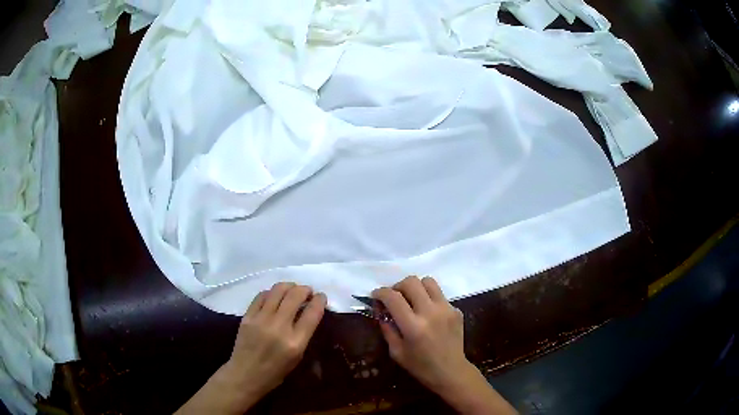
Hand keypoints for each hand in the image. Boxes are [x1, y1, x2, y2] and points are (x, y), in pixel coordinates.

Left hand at [176, 283, 326, 414]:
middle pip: (295, 296)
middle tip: (307, 291)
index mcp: (295, 342)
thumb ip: (304, 334)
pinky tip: (274, 296)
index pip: (312, 313)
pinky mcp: (247, 316)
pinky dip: (271, 292)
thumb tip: (308, 312)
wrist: (246, 374)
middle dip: (305, 289)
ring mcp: (261, 320)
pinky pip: (262, 296)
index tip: (321, 296)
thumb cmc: (276, 371)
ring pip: (278, 290)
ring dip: (289, 286)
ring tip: (292, 289)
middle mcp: (279, 327)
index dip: (320, 300)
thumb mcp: (297, 357)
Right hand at [373, 276, 516, 414]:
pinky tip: (428, 313)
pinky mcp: (456, 310)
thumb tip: (381, 310)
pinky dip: (429, 299)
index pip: (393, 297)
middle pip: (411, 282)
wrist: (451, 371)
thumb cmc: (420, 366)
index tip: (376, 295)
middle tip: (394, 297)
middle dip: (398, 286)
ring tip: (412, 300)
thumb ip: (387, 328)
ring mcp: (446, 309)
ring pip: (428, 281)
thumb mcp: (396, 351)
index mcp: (413, 326)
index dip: (380, 292)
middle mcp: (431, 313)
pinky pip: (439, 295)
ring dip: (416, 287)